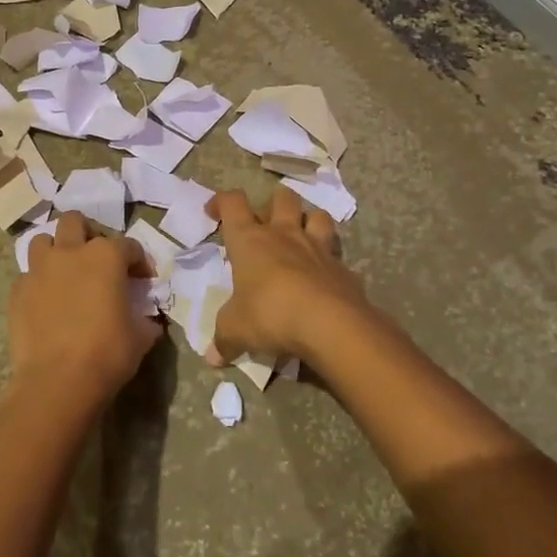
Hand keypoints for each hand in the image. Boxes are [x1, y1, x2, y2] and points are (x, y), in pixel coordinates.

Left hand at [7, 212, 156, 409]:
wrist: (57, 381)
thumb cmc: (107, 354)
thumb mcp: (140, 338)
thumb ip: (145, 321)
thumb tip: (148, 321)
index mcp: (105, 257)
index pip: (128, 245)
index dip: (139, 260)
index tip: (144, 278)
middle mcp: (69, 253)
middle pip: (75, 222)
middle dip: (87, 233)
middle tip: (96, 258)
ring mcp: (39, 270)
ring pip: (42, 241)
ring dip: (55, 251)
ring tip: (65, 272)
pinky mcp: (18, 291)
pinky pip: (28, 276)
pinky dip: (38, 283)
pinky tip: (47, 302)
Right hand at [206, 188, 373, 364]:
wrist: (330, 324)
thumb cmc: (270, 314)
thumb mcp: (236, 330)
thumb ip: (224, 340)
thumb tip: (212, 358)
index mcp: (250, 240)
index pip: (232, 203)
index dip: (220, 202)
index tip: (214, 213)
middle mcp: (283, 234)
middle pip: (281, 197)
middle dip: (272, 204)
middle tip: (265, 225)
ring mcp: (317, 247)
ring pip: (317, 215)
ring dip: (308, 221)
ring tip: (301, 237)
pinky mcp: (343, 268)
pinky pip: (336, 254)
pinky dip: (330, 261)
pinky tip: (324, 277)